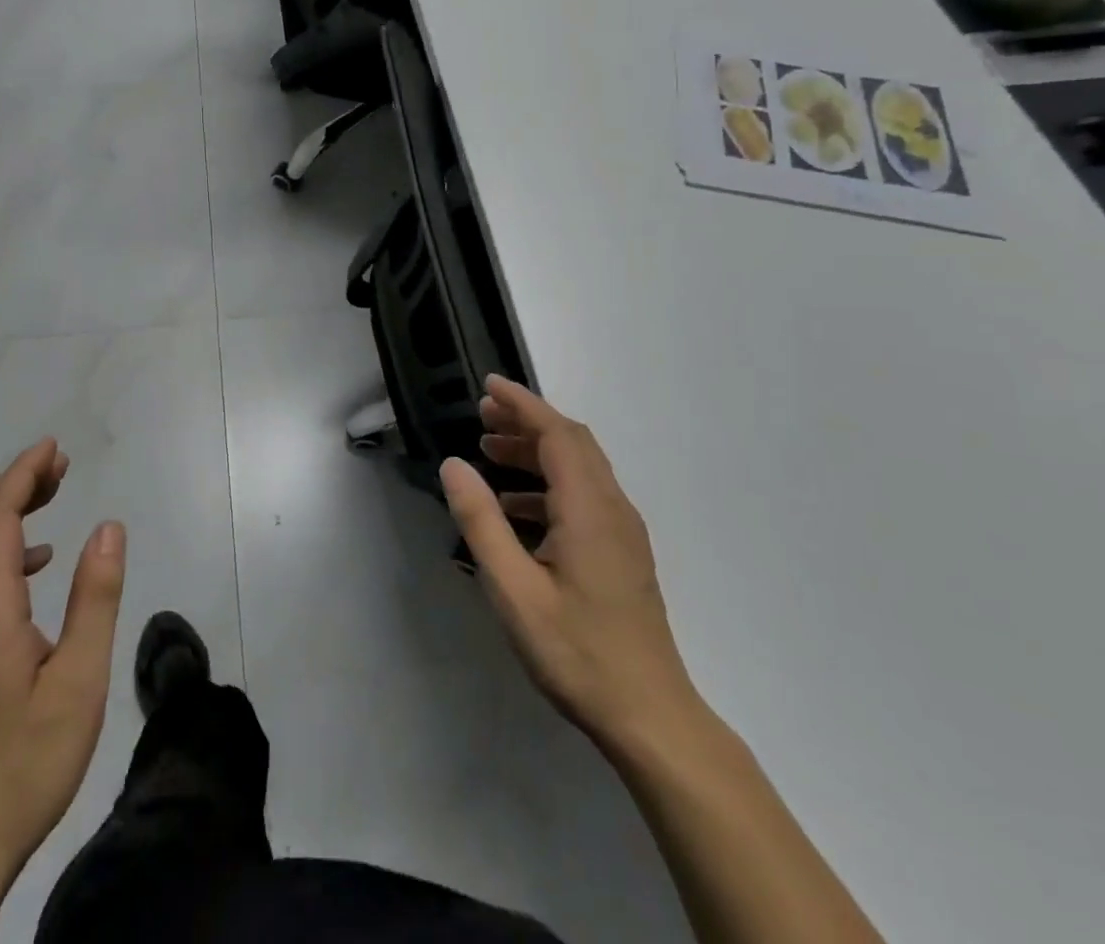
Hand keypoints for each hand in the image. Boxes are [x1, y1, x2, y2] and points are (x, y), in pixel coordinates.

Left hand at [0, 439, 126, 892]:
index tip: (54, 447)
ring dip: (6, 512)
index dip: (23, 474)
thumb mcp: (79, 681)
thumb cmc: (25, 762)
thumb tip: (109, 526)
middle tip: (60, 466)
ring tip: (54, 498)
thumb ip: (95, 598)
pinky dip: (1, 549)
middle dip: (14, 482)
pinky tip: (40, 567)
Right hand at [440, 376, 698, 751]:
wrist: (650, 717)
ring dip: (536, 451)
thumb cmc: (577, 651)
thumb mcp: (513, 588)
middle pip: (572, 443)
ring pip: (580, 468)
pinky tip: (517, 507)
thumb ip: (481, 521)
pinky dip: (549, 483)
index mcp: (589, 509)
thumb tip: (454, 465)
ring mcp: (623, 532)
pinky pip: (585, 495)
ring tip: (491, 453)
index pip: (557, 434)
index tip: (489, 386)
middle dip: (527, 421)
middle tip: (483, 417)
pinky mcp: (623, 553)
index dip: (522, 404)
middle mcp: (613, 508)